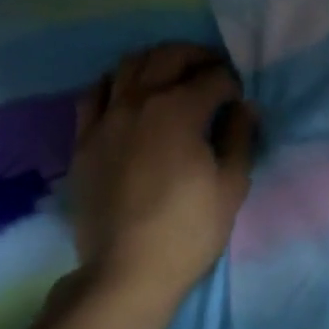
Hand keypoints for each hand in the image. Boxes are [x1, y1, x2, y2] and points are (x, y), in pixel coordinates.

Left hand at [69, 43, 259, 306]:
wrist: (126, 273)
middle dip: (197, 57)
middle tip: (213, 73)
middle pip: (169, 56)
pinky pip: (94, 93)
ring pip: (129, 65)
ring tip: (173, 77)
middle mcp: (140, 101)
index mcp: (180, 109)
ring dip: (157, 62)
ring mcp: (106, 118)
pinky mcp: (84, 139)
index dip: (233, 84)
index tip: (239, 102)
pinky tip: (128, 95)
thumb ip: (240, 136)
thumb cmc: (188, 229)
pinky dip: (115, 83)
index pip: (214, 77)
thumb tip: (244, 107)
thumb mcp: (231, 184)